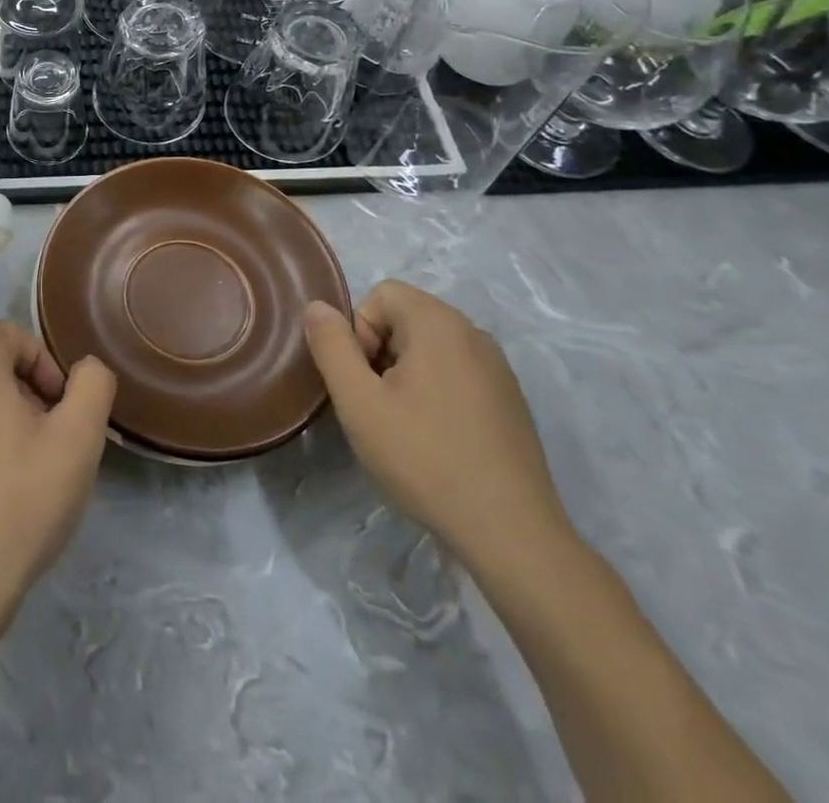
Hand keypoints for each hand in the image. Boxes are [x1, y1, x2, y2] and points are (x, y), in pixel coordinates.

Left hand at [0, 322, 115, 624]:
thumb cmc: (20, 499)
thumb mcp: (78, 437)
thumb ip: (93, 385)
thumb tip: (85, 369)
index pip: (15, 335)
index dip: (48, 366)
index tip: (63, 413)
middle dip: (35, 398)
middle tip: (55, 446)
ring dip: (15, 426)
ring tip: (33, 476)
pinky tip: (4, 498)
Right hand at [304, 280, 569, 566]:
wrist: (511, 534)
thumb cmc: (424, 458)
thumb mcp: (358, 401)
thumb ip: (331, 346)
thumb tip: (317, 307)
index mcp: (439, 324)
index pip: (381, 294)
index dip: (359, 330)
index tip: (364, 380)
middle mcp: (474, 334)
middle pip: (406, 318)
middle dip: (380, 351)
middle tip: (377, 404)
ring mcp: (499, 369)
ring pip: (430, 347)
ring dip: (405, 373)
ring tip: (403, 424)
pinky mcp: (510, 401)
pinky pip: (457, 373)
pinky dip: (435, 391)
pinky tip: (436, 439)